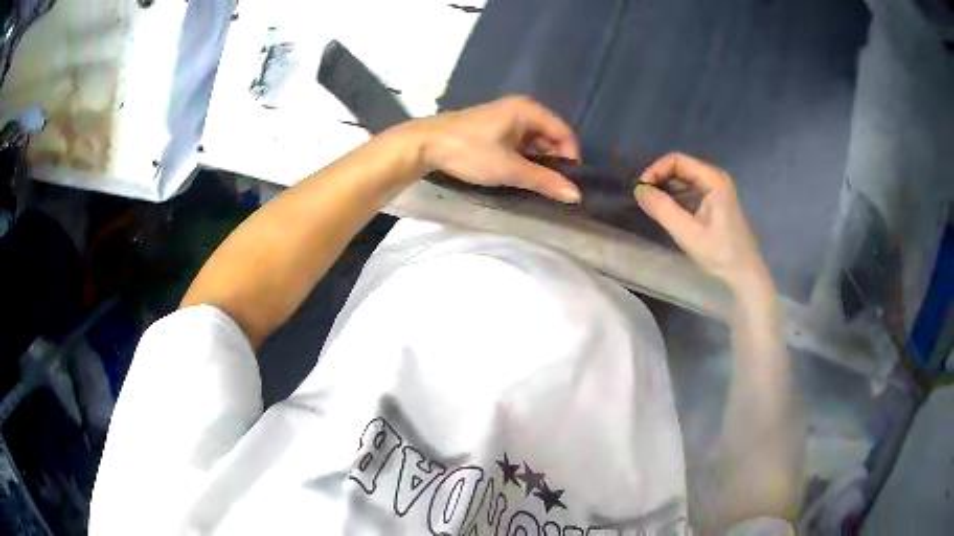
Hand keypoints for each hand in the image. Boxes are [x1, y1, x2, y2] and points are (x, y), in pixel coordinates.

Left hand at [411, 96, 581, 202]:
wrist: (424, 144)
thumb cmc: (470, 152)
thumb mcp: (510, 169)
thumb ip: (544, 181)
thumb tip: (576, 195)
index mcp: (529, 111)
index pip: (565, 134)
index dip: (571, 159)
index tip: (568, 184)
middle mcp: (522, 109)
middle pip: (551, 137)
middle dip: (554, 161)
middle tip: (552, 188)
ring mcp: (507, 117)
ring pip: (535, 141)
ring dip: (538, 162)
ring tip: (536, 184)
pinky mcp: (494, 127)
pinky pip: (520, 142)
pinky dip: (523, 158)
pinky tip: (519, 174)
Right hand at [634, 153, 768, 290]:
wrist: (744, 273)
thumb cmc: (719, 253)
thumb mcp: (688, 233)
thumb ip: (662, 209)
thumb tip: (638, 190)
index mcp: (713, 179)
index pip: (677, 160)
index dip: (655, 170)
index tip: (641, 190)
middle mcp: (715, 178)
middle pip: (680, 167)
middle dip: (659, 179)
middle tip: (643, 199)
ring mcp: (717, 189)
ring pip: (684, 179)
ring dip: (666, 189)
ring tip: (652, 206)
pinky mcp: (715, 201)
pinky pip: (690, 191)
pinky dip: (675, 197)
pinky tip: (667, 211)